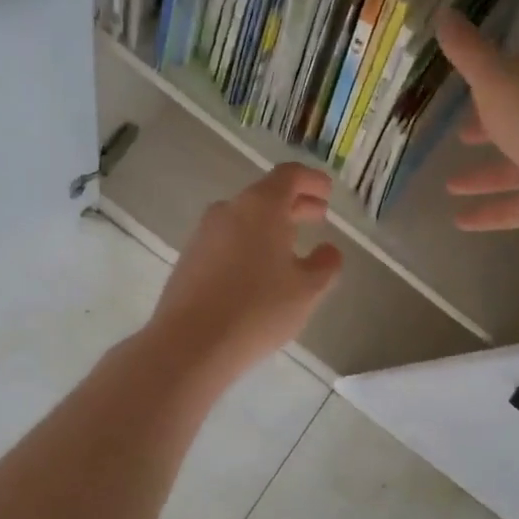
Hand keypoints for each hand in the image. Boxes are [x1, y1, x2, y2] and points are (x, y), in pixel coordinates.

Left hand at [147, 164, 343, 381]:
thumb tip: (329, 251)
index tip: (328, 192)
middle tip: (318, 216)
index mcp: (261, 206)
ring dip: (271, 225)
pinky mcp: (190, 258)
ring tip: (291, 246)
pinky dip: (249, 243)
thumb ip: (325, 265)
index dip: (312, 180)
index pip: (289, 176)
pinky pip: (227, 240)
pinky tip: (259, 270)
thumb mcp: (306, 290)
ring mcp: (204, 234)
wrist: (191, 343)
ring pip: (245, 218)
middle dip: (295, 204)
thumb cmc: (258, 310)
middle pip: (266, 195)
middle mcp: (229, 210)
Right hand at [436, 11, 518, 253]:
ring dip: (482, 175)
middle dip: (489, 127)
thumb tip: (443, 12)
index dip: (492, 78)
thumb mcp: (496, 81)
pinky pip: (513, 207)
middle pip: (515, 120)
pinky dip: (488, 213)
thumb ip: (469, 53)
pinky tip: (459, 222)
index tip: (468, 84)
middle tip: (460, 134)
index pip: (515, 73)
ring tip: (449, 185)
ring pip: (511, 168)